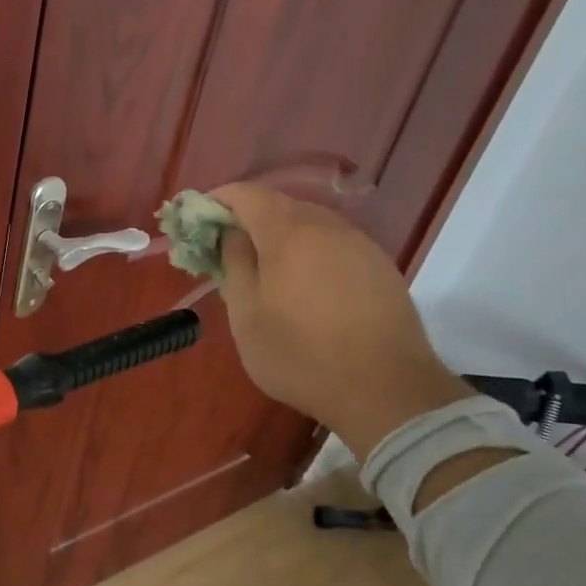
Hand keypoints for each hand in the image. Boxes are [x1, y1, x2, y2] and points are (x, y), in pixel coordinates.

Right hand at [211, 183, 471, 457]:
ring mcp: (360, 244)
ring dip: (280, 235)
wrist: (387, 391)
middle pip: (279, 204)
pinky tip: (304, 285)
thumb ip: (234, 264)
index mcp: (288, 233)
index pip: (246, 194)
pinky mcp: (380, 266)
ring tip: (263, 269)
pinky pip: (334, 243)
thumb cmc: (300, 355)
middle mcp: (327, 226)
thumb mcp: (246, 316)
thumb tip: (231, 234)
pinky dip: (309, 251)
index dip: (217, 200)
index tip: (197, 222)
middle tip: (225, 249)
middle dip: (247, 218)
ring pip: (309, 223)